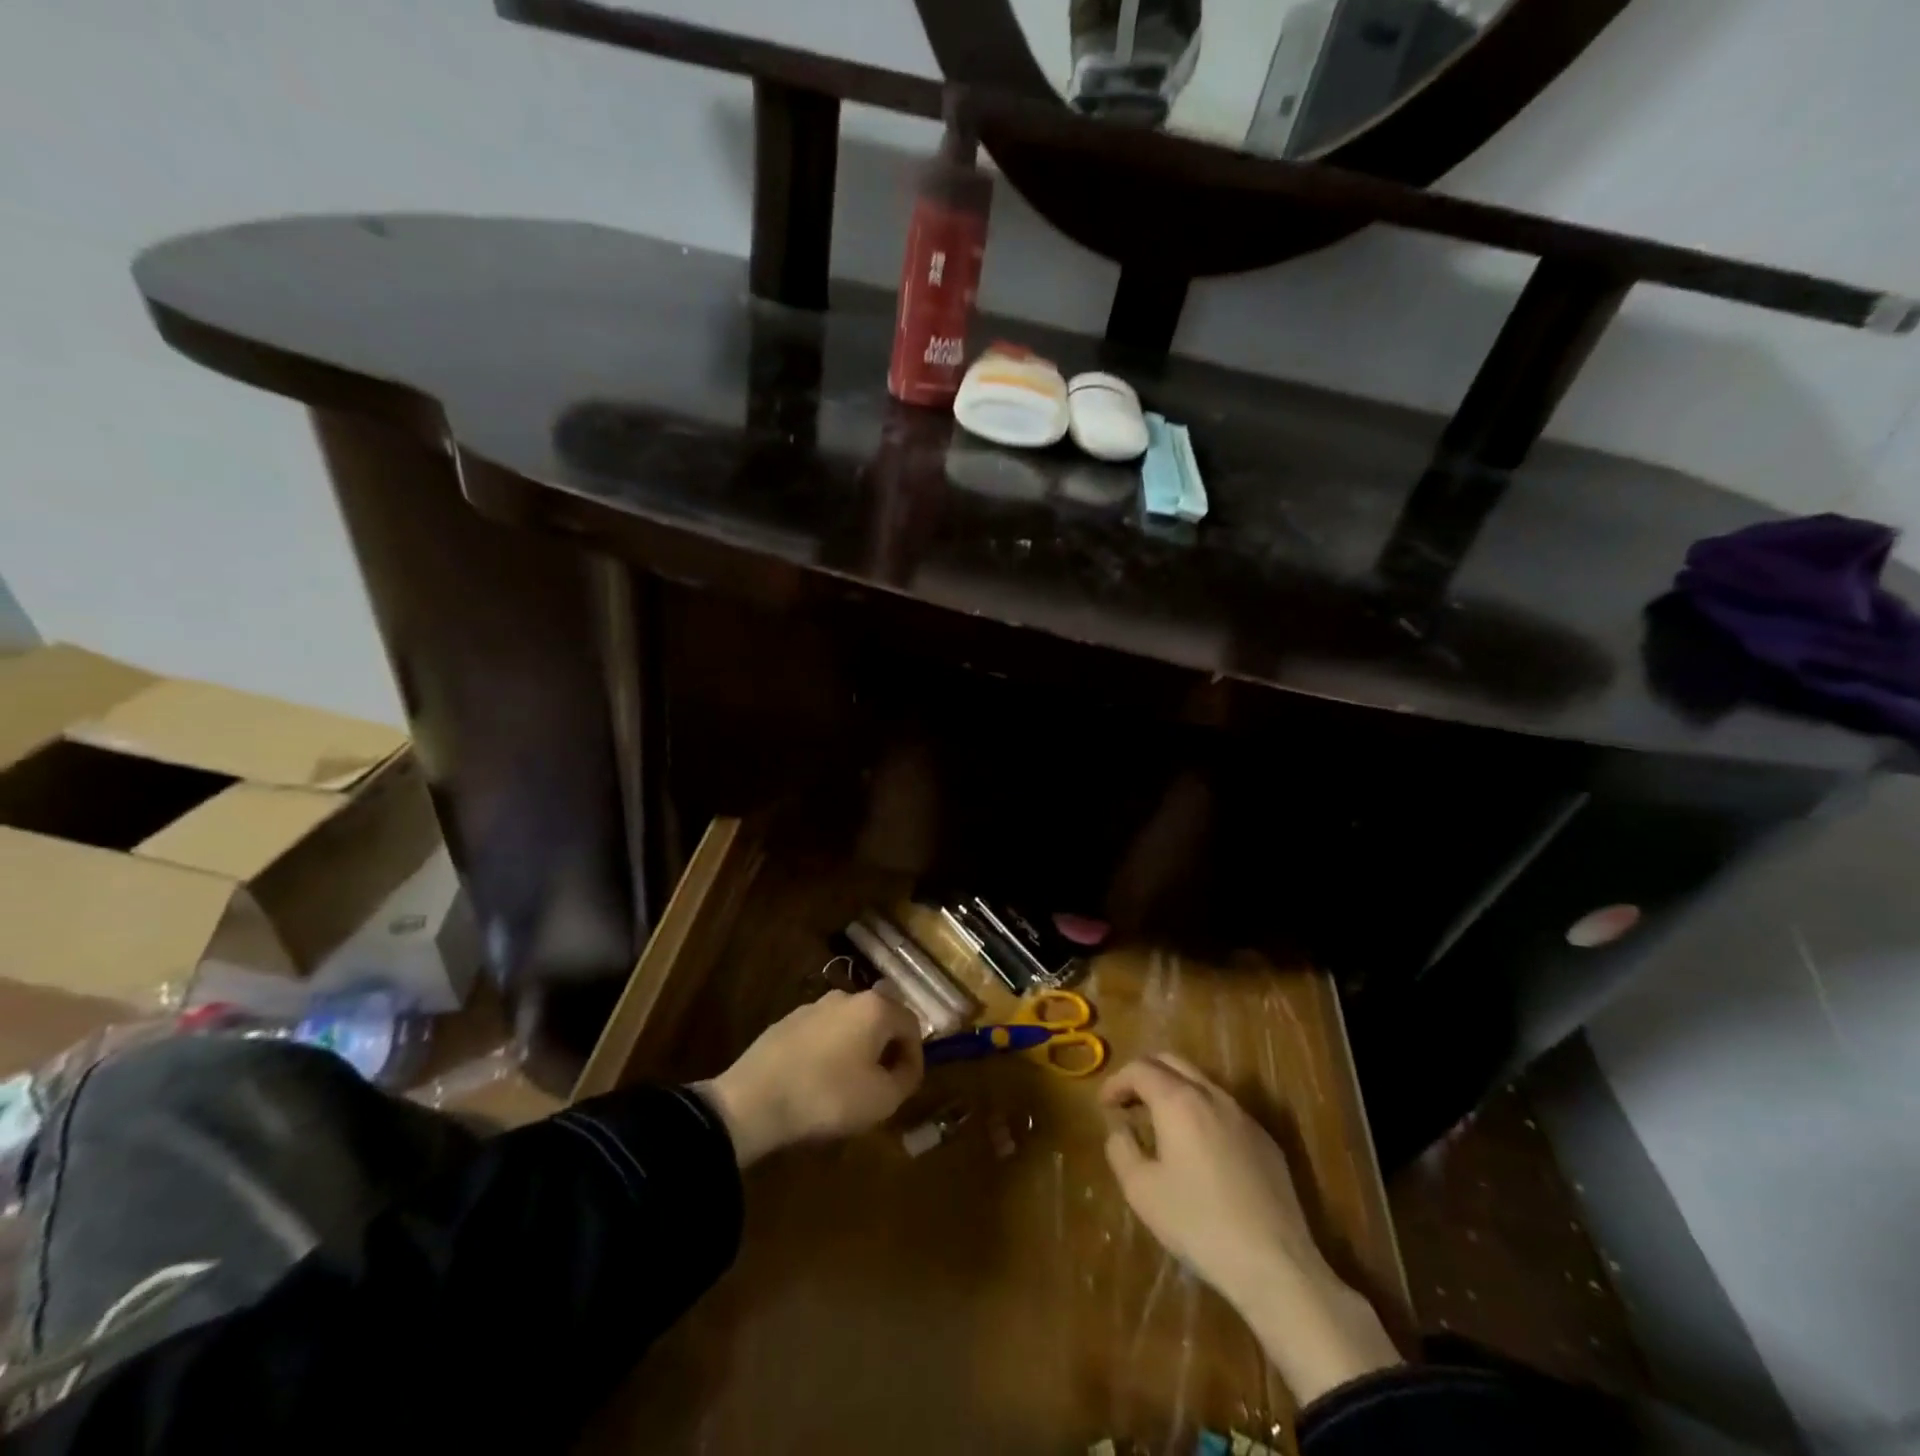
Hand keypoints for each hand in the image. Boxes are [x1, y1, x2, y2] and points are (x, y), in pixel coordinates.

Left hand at [699, 990, 922, 1167]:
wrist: (754, 1101)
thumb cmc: (828, 1096)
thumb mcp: (882, 1099)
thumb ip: (906, 1079)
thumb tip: (905, 1067)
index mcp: (875, 1008)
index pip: (912, 1024)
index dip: (915, 1056)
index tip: (906, 1085)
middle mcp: (846, 996)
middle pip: (880, 1020)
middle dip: (885, 1050)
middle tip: (881, 1084)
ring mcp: (813, 1006)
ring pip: (849, 1026)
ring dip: (856, 1050)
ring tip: (848, 1087)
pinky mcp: (786, 1022)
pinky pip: (821, 1035)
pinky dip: (828, 1053)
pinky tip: (817, 1082)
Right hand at [1101, 1054, 1399, 1403]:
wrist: (1274, 1264)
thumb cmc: (1198, 1224)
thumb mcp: (1141, 1191)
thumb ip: (1121, 1149)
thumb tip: (1121, 1129)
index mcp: (1178, 1101)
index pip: (1140, 1069)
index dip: (1116, 1081)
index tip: (1104, 1104)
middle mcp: (1212, 1096)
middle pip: (1172, 1062)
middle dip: (1144, 1074)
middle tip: (1128, 1101)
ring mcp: (1244, 1116)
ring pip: (1201, 1083)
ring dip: (1173, 1091)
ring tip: (1159, 1123)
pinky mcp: (1265, 1140)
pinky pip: (1224, 1110)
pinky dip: (1200, 1112)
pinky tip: (1197, 1148)